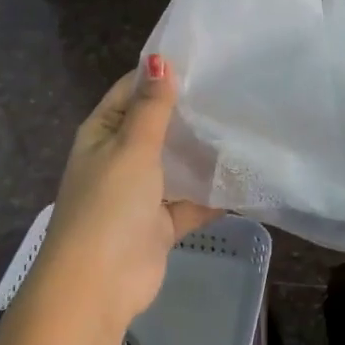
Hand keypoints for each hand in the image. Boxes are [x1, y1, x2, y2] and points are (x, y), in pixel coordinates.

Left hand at [34, 56, 218, 335]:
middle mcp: (119, 158)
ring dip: (202, 152)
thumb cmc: (110, 205)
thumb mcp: (132, 148)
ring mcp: (140, 193)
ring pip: (176, 164)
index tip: (204, 59)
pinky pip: (192, 201)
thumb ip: (152, 107)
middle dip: (189, 113)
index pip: (132, 92)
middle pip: (157, 127)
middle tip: (234, 90)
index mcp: (102, 134)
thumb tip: (159, 59)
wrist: (98, 285)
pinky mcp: (161, 223)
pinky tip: (246, 177)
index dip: (161, 75)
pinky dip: (213, 193)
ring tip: (245, 125)